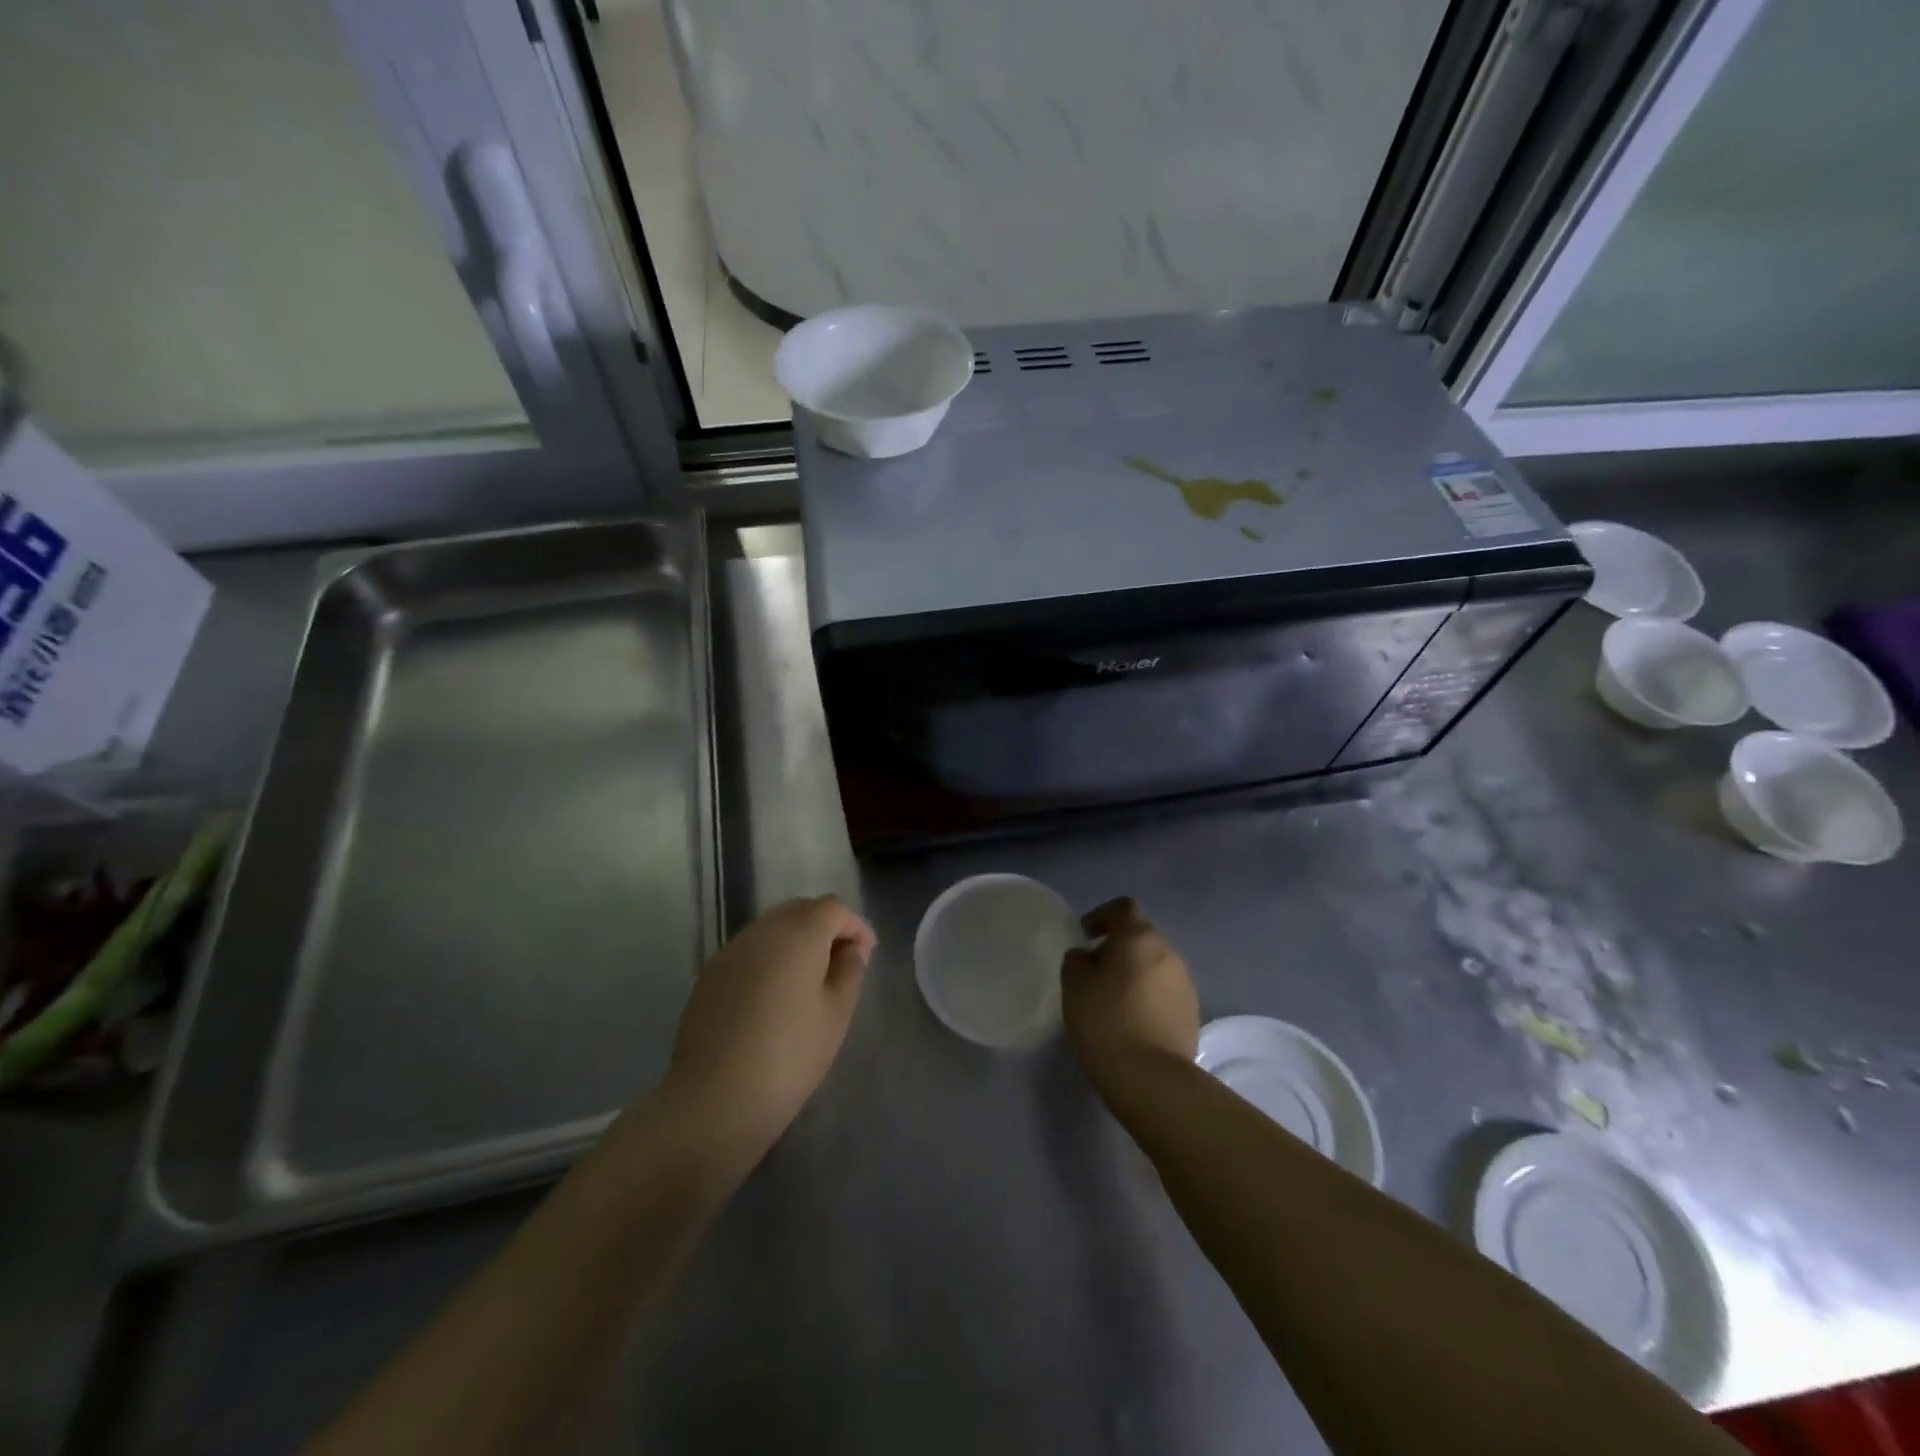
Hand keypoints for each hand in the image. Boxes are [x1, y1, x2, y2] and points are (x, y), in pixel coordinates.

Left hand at [664, 896, 874, 1160]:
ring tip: (809, 981)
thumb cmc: (789, 1056)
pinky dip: (769, 960)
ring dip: (795, 942)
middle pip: (800, 911)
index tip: (867, 955)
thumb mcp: (836, 1014)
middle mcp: (762, 931)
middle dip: (825, 928)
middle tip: (841, 964)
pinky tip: (773, 997)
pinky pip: (749, 952)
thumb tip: (850, 948)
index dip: (855, 926)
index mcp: (798, 933)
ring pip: (771, 929)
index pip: (833, 908)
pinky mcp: (709, 976)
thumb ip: (849, 970)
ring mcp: (730, 951)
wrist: (714, 1100)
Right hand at [1061, 897, 1199, 1090]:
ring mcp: (1185, 983)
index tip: (1086, 935)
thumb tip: (1087, 957)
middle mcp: (1169, 952)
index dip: (1102, 915)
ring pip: (1155, 964)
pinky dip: (1148, 996)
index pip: (1123, 908)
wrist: (1150, 1078)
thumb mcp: (1074, 984)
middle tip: (1095, 970)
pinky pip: (1165, 991)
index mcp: (1140, 937)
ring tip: (1113, 998)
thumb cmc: (1106, 1020)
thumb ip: (1077, 960)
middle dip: (1119, 947)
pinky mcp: (1192, 1012)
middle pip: (1141, 936)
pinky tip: (1132, 1019)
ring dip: (1135, 972)